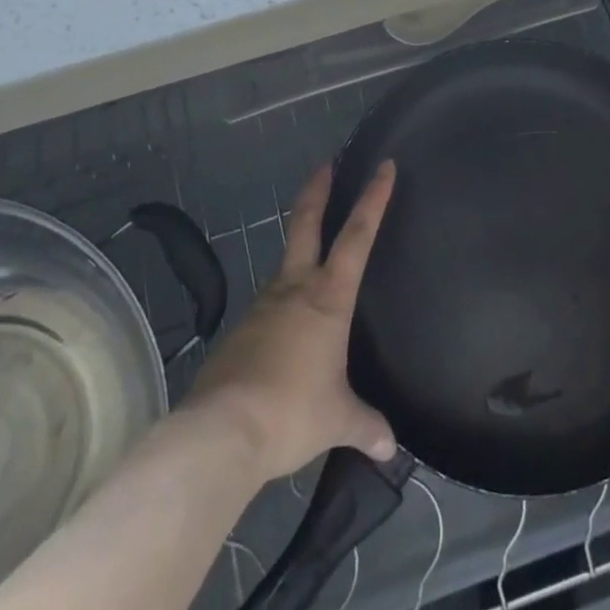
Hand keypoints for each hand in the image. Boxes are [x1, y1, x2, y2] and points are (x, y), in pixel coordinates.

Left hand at [182, 161, 397, 483]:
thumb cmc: (291, 412)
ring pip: (285, 267)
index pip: (358, 234)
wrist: (220, 433)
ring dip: (299, 257)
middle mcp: (294, 288)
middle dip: (318, 190)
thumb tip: (389, 446)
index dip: (373, 197)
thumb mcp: (337, 419)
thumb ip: (364, 424)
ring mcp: (262, 306)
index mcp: (328, 297)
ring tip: (313, 276)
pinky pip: (268, 311)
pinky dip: (280, 311)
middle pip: (306, 223)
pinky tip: (284, 338)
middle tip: (325, 163)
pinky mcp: (238, 331)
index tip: (383, 166)